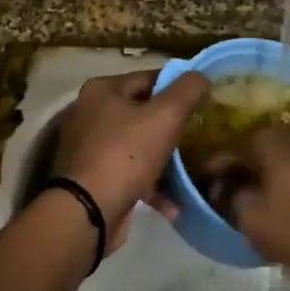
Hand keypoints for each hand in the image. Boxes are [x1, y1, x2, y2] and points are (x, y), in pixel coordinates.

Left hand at [53, 70, 210, 251]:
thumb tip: (200, 76)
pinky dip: (150, 185)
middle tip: (199, 136)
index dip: (178, 88)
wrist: (87, 213)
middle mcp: (90, 113)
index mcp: (103, 90)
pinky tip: (172, 205)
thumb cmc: (125, 155)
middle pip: (142, 112)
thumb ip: (187, 91)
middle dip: (171, 127)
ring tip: (190, 172)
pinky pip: (129, 173)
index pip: (149, 78)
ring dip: (164, 161)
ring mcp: (89, 147)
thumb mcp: (165, 116)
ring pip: (137, 145)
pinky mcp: (91, 178)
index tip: (203, 102)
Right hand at [208, 129, 289, 285]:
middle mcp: (288, 133)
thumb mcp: (258, 222)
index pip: (218, 156)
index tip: (194, 204)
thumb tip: (219, 191)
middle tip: (224, 216)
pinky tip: (288, 217)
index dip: (202, 181)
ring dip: (262, 190)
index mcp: (263, 139)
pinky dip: (288, 194)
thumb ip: (228, 203)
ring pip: (274, 168)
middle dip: (234, 185)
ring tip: (254, 220)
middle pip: (248, 159)